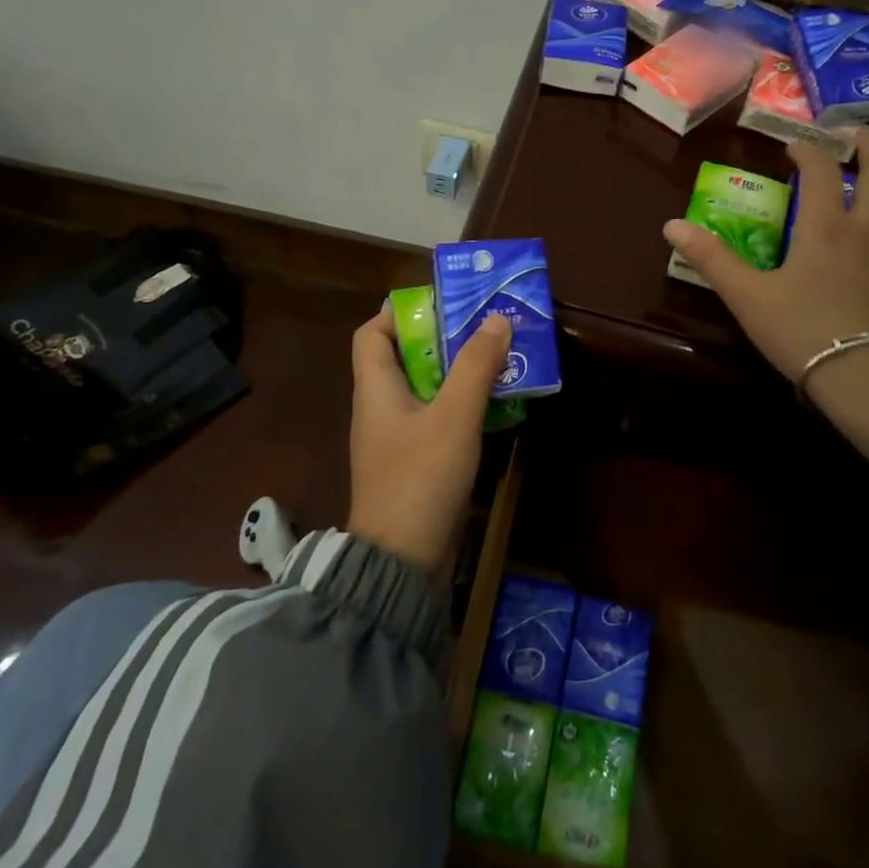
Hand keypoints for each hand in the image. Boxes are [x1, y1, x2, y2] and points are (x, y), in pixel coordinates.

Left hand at [347, 305, 511, 573]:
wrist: (402, 562)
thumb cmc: (420, 477)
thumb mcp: (454, 416)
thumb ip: (476, 365)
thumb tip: (497, 319)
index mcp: (375, 389)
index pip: (370, 334)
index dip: (398, 313)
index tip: (441, 305)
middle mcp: (380, 408)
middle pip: (404, 358)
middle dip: (443, 340)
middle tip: (485, 327)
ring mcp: (396, 439)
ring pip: (425, 390)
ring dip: (458, 373)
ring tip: (498, 358)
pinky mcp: (414, 464)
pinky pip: (436, 420)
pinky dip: (461, 406)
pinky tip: (494, 405)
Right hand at [662, 130, 868, 384]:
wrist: (862, 379)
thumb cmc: (800, 333)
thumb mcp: (746, 296)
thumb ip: (711, 259)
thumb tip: (671, 225)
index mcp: (824, 229)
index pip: (819, 172)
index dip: (807, 151)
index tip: (794, 146)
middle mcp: (867, 231)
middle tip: (859, 133)